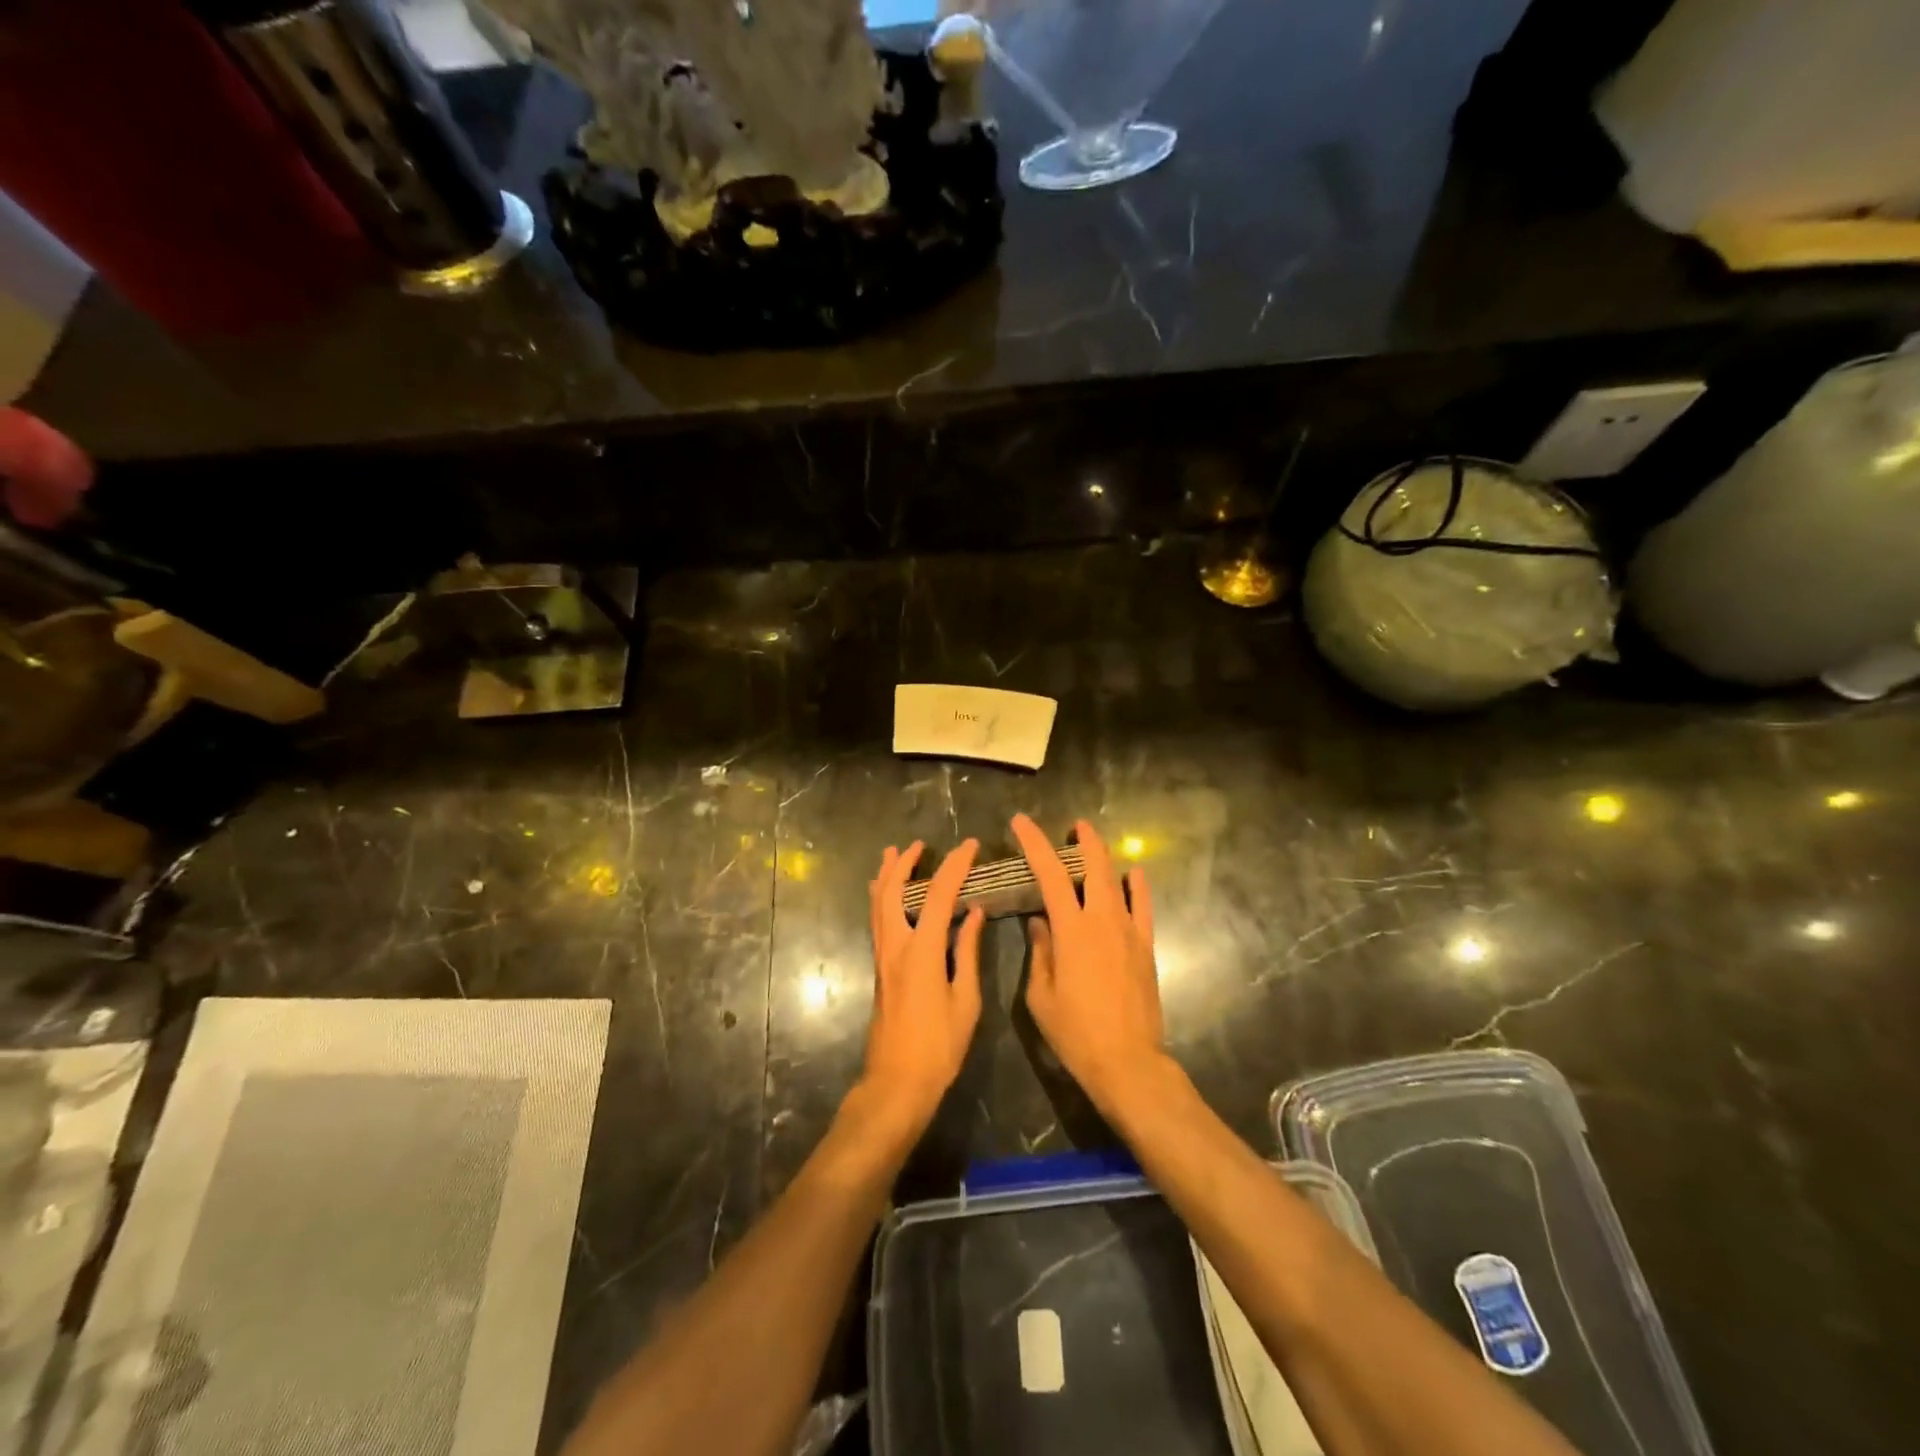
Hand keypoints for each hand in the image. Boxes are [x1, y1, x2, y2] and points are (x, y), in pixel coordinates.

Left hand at [862, 839, 985, 1129]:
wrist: (897, 1082)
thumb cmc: (939, 1046)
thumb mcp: (965, 1000)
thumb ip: (967, 952)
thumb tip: (975, 913)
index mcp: (922, 951)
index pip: (939, 895)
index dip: (955, 866)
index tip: (970, 846)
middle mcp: (896, 946)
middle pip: (893, 892)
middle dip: (904, 863)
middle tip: (918, 844)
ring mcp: (883, 957)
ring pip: (879, 905)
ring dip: (887, 877)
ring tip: (893, 855)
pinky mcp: (879, 969)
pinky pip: (878, 921)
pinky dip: (882, 899)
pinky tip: (886, 896)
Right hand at [1011, 814, 1165, 1116]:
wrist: (1127, 1062)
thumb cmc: (1075, 1032)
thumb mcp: (1041, 995)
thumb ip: (1040, 952)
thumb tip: (1039, 921)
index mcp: (1071, 930)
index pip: (1049, 875)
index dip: (1035, 844)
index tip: (1021, 823)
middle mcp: (1102, 920)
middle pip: (1093, 867)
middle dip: (1082, 841)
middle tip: (1072, 826)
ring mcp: (1129, 931)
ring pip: (1118, 881)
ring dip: (1105, 858)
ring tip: (1093, 843)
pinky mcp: (1145, 947)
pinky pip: (1143, 907)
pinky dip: (1138, 886)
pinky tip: (1135, 873)